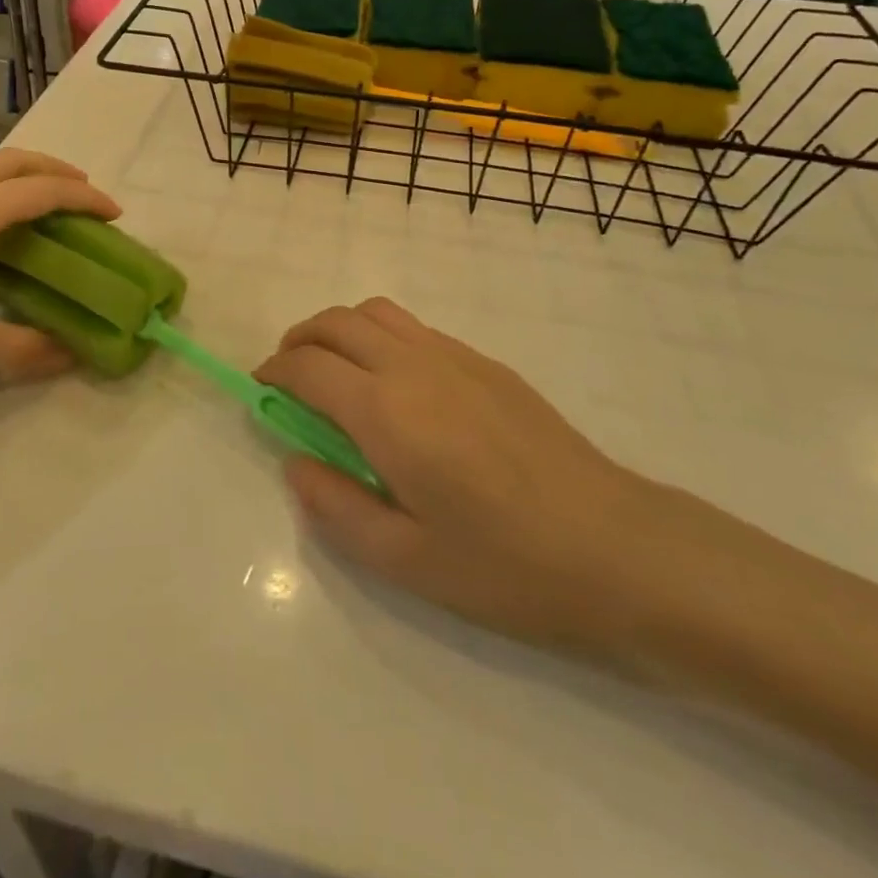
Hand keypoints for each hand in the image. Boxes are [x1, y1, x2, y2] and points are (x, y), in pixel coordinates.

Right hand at [257, 298, 668, 652]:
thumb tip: (295, 462)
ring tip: (336, 374)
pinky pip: (415, 328)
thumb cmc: (505, 565)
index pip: (308, 366)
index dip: (274, 372)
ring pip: (376, 312)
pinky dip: (381, 337)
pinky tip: (395, 386)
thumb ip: (335, 506)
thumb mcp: (405, 560)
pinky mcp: (486, 362)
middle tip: (289, 379)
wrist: (615, 546)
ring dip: (340, 330)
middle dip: (299, 340)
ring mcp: (454, 356)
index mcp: (386, 412)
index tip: (262, 393)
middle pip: (336, 322)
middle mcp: (414, 366)